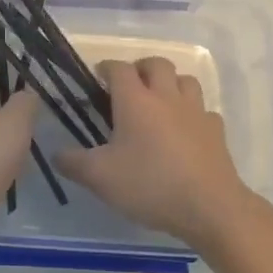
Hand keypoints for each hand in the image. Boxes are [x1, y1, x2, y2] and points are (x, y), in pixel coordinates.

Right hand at [55, 58, 256, 252]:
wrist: (210, 208)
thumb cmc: (149, 185)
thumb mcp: (100, 178)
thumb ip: (73, 163)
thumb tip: (56, 154)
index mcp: (135, 101)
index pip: (119, 68)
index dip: (106, 68)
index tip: (97, 78)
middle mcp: (166, 97)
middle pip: (156, 64)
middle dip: (140, 68)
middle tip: (129, 87)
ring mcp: (195, 112)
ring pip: (185, 80)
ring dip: (170, 84)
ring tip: (158, 104)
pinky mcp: (216, 131)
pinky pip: (203, 111)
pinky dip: (192, 114)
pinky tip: (185, 132)